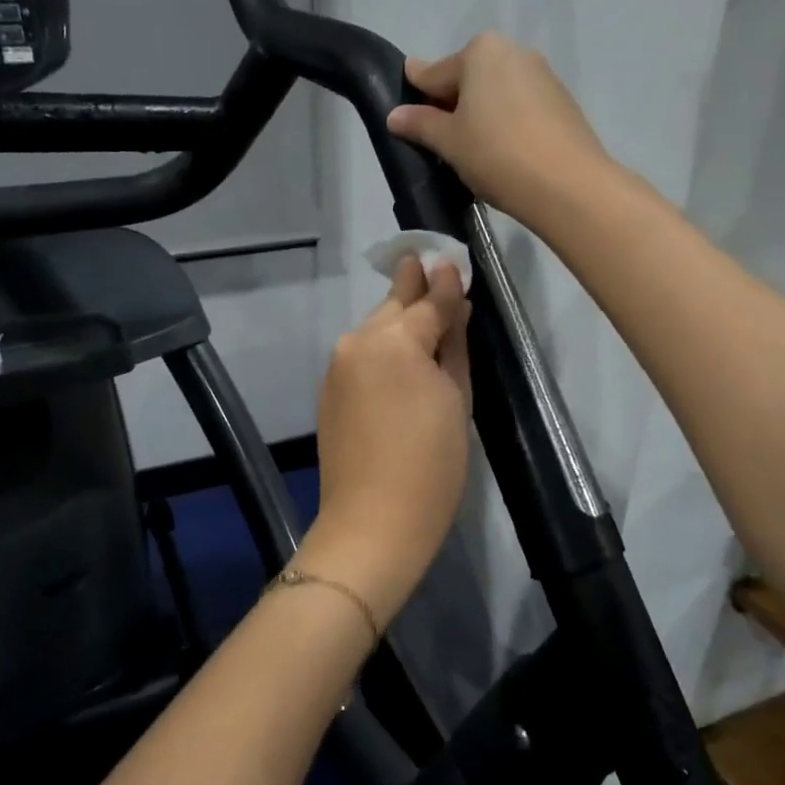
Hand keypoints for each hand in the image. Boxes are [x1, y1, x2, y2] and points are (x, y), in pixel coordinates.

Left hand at [304, 257, 471, 627]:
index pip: (428, 301)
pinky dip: (382, 348)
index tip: (455, 261)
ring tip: (425, 313)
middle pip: (392, 306)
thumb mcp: (456, 398)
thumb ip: (452, 342)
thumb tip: (454, 301)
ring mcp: (336, 366)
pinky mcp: (328, 390)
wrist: (373, 523)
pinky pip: (361, 355)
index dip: (445, 283)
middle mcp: (356, 341)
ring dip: (398, 320)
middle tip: (434, 268)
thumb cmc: (431, 465)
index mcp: (393, 341)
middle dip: (414, 290)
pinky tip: (402, 358)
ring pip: (374, 329)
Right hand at [389, 32, 611, 226]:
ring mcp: (542, 75)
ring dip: (480, 115)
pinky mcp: (561, 102)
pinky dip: (505, 123)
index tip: (405, 115)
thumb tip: (394, 115)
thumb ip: (420, 124)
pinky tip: (502, 153)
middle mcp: (512, 51)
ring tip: (472, 152)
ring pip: (495, 93)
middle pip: (467, 79)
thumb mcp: (449, 141)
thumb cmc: (496, 154)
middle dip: (451, 105)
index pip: (433, 72)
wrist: (567, 184)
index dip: (416, 95)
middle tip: (440, 142)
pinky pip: (519, 107)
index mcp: (480, 51)